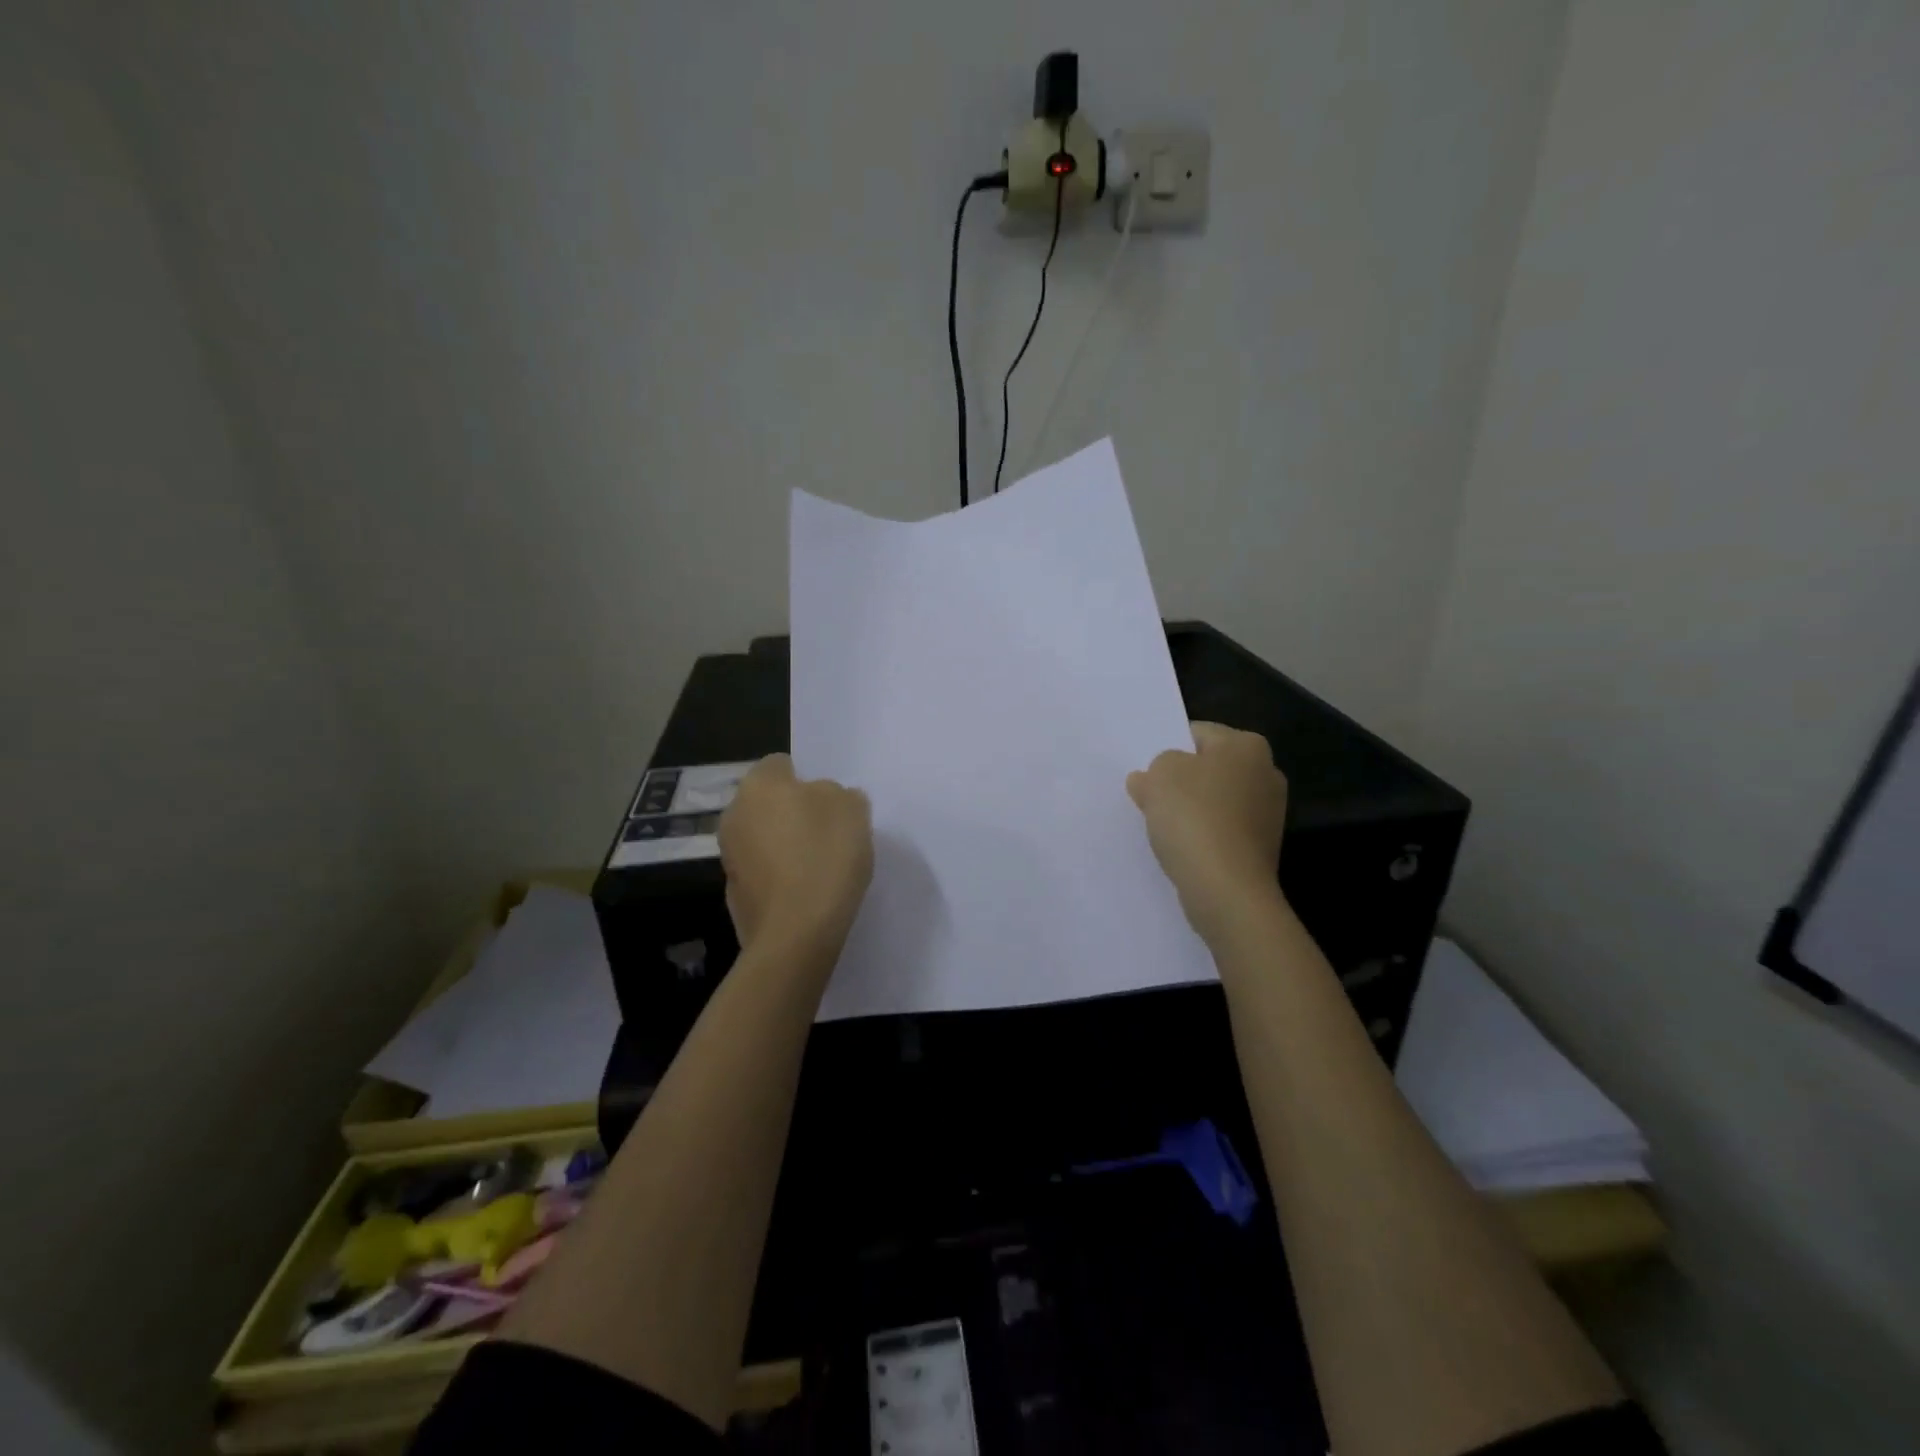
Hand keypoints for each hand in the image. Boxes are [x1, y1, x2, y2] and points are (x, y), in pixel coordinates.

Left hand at [718, 755, 873, 958]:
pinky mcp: (735, 894)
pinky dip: (782, 877)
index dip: (809, 779)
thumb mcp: (852, 808)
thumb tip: (825, 799)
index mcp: (758, 784)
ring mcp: (729, 856)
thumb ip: (838, 793)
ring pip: (765, 838)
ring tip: (822, 866)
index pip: (781, 764)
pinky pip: (764, 873)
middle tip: (830, 832)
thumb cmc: (824, 856)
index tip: (832, 802)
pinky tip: (807, 892)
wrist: (797, 933)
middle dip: (794, 813)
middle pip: (770, 802)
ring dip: (787, 846)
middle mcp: (734, 814)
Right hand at [1127, 722, 1288, 942]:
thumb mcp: (1159, 775)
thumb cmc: (1193, 817)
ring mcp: (1268, 812)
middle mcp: (1266, 772)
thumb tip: (1151, 778)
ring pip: (1214, 800)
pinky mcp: (1261, 846)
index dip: (1167, 749)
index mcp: (1247, 745)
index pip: (1197, 733)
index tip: (1148, 772)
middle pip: (1208, 767)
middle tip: (1150, 797)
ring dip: (1190, 810)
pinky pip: (1222, 829)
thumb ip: (1154, 767)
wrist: (1226, 888)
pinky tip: (1182, 847)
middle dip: (1180, 780)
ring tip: (1163, 827)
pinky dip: (1202, 835)